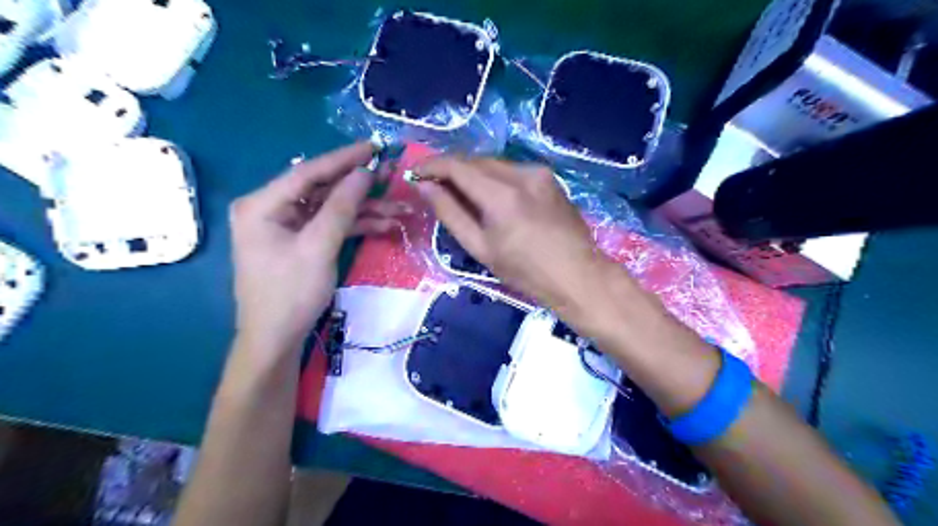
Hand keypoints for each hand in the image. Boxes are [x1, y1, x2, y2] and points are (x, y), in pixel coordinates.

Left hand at [230, 141, 407, 350]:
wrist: (276, 339)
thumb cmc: (290, 293)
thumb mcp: (318, 247)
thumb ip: (341, 207)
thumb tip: (364, 173)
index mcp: (263, 204)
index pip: (308, 171)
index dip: (344, 159)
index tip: (375, 147)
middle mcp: (272, 209)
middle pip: (322, 189)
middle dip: (360, 187)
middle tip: (393, 177)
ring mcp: (287, 226)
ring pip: (331, 208)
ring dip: (364, 210)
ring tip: (399, 210)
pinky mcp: (301, 241)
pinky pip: (331, 225)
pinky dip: (355, 225)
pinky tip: (384, 225)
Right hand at [414, 157, 612, 319]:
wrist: (578, 274)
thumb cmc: (525, 271)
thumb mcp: (480, 248)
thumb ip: (450, 213)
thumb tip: (425, 187)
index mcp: (501, 195)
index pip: (457, 166)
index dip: (431, 165)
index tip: (414, 174)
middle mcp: (521, 173)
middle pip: (475, 161)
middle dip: (451, 169)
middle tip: (433, 186)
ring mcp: (539, 172)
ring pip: (494, 164)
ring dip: (473, 174)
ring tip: (460, 193)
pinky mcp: (549, 176)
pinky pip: (512, 170)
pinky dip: (494, 178)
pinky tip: (492, 197)